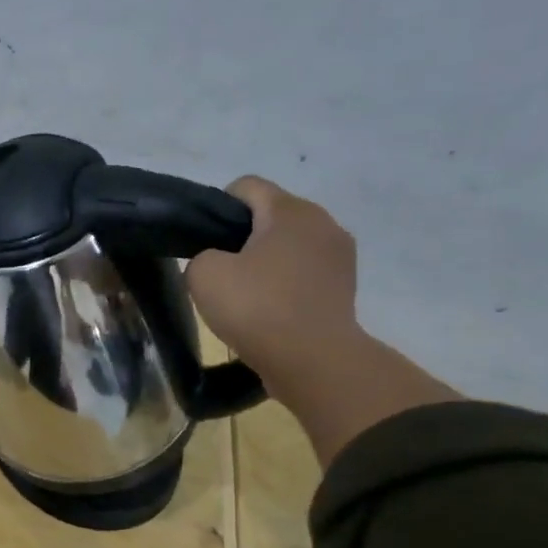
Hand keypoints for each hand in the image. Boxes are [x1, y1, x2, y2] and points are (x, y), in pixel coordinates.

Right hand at [185, 176, 360, 382]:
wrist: (313, 361)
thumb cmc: (257, 308)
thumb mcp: (203, 275)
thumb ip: (202, 255)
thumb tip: (219, 261)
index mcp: (291, 210)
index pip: (245, 186)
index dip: (217, 208)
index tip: (204, 242)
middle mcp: (323, 222)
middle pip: (271, 214)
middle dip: (243, 236)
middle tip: (221, 272)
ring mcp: (340, 255)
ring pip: (290, 244)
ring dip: (267, 261)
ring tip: (247, 294)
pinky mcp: (345, 286)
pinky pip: (305, 271)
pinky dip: (285, 283)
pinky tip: (269, 309)